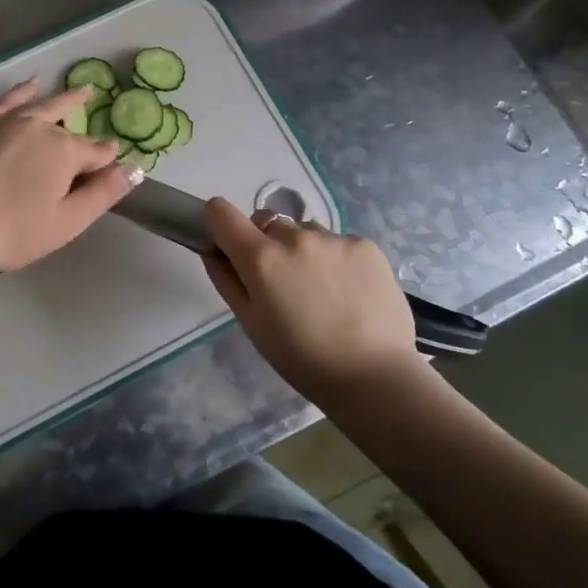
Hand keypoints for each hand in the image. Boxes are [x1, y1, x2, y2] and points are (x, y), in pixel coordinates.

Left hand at [0, 78, 133, 278]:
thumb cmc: (16, 230)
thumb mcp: (69, 221)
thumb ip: (103, 193)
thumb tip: (134, 169)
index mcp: (65, 151)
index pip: (97, 152)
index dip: (107, 161)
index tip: (113, 168)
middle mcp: (40, 127)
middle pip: (69, 124)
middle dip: (85, 121)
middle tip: (96, 111)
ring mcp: (9, 122)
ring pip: (43, 105)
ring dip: (63, 99)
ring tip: (79, 91)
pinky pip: (8, 101)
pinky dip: (22, 92)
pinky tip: (30, 85)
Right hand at [202, 197, 418, 404]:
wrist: (375, 376)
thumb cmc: (302, 359)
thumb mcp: (252, 324)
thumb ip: (227, 280)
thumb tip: (212, 251)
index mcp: (260, 258)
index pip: (221, 211)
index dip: (219, 224)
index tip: (228, 245)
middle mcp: (294, 237)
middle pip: (266, 223)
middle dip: (266, 245)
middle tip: (282, 284)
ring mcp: (333, 238)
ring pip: (304, 231)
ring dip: (303, 251)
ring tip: (322, 291)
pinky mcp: (365, 244)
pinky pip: (337, 242)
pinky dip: (336, 259)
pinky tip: (348, 292)